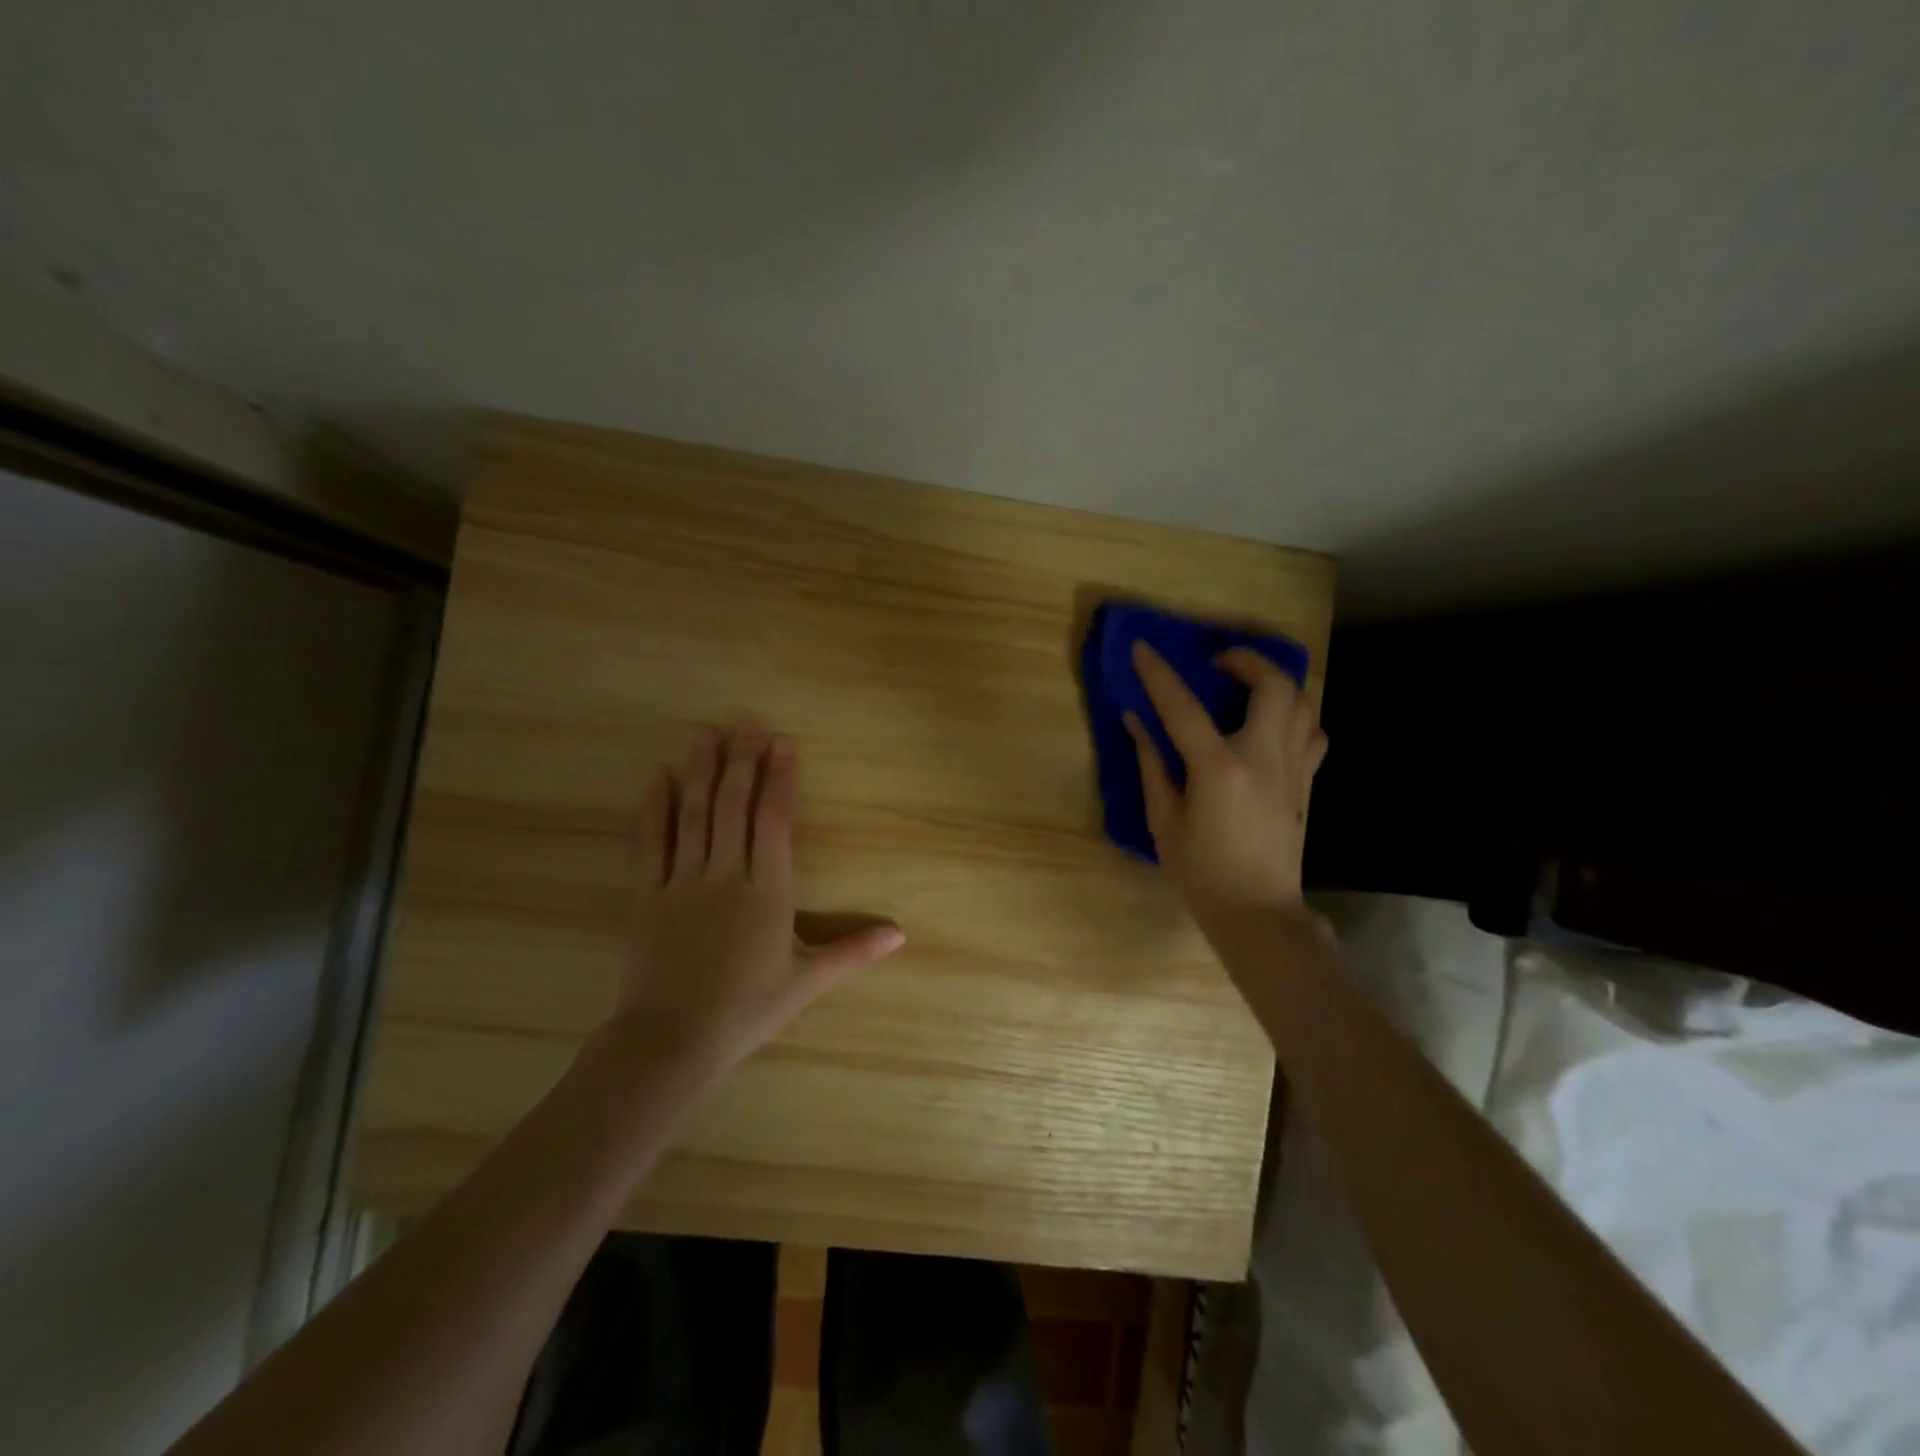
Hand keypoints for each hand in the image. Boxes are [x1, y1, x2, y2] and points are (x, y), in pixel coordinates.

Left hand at [617, 722, 904, 1077]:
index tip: (782, 744)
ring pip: (695, 815)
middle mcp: (727, 875)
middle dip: (742, 760)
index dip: (780, 780)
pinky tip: (657, 777)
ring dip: (702, 770)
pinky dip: (655, 808)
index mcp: (768, 892)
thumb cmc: (748, 1009)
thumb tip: (902, 934)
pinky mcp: (649, 895)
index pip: (775, 822)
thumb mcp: (807, 980)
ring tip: (707, 733)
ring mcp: (684, 882)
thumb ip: (854, 951)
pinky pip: (652, 843)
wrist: (672, 1039)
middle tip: (746, 721)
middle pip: (734, 806)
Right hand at [1124, 641, 1327, 935]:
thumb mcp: (1164, 821)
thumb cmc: (1201, 874)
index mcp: (1218, 769)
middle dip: (1246, 660)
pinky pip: (1312, 733)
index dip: (1158, 673)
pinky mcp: (1306, 783)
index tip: (1142, 647)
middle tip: (1218, 664)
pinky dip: (1295, 716)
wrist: (1258, 913)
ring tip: (1245, 687)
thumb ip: (1151, 765)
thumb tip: (1136, 721)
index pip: (1183, 707)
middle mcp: (1263, 758)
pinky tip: (1271, 725)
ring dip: (1274, 682)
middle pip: (1273, 685)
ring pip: (1302, 703)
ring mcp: (1293, 769)